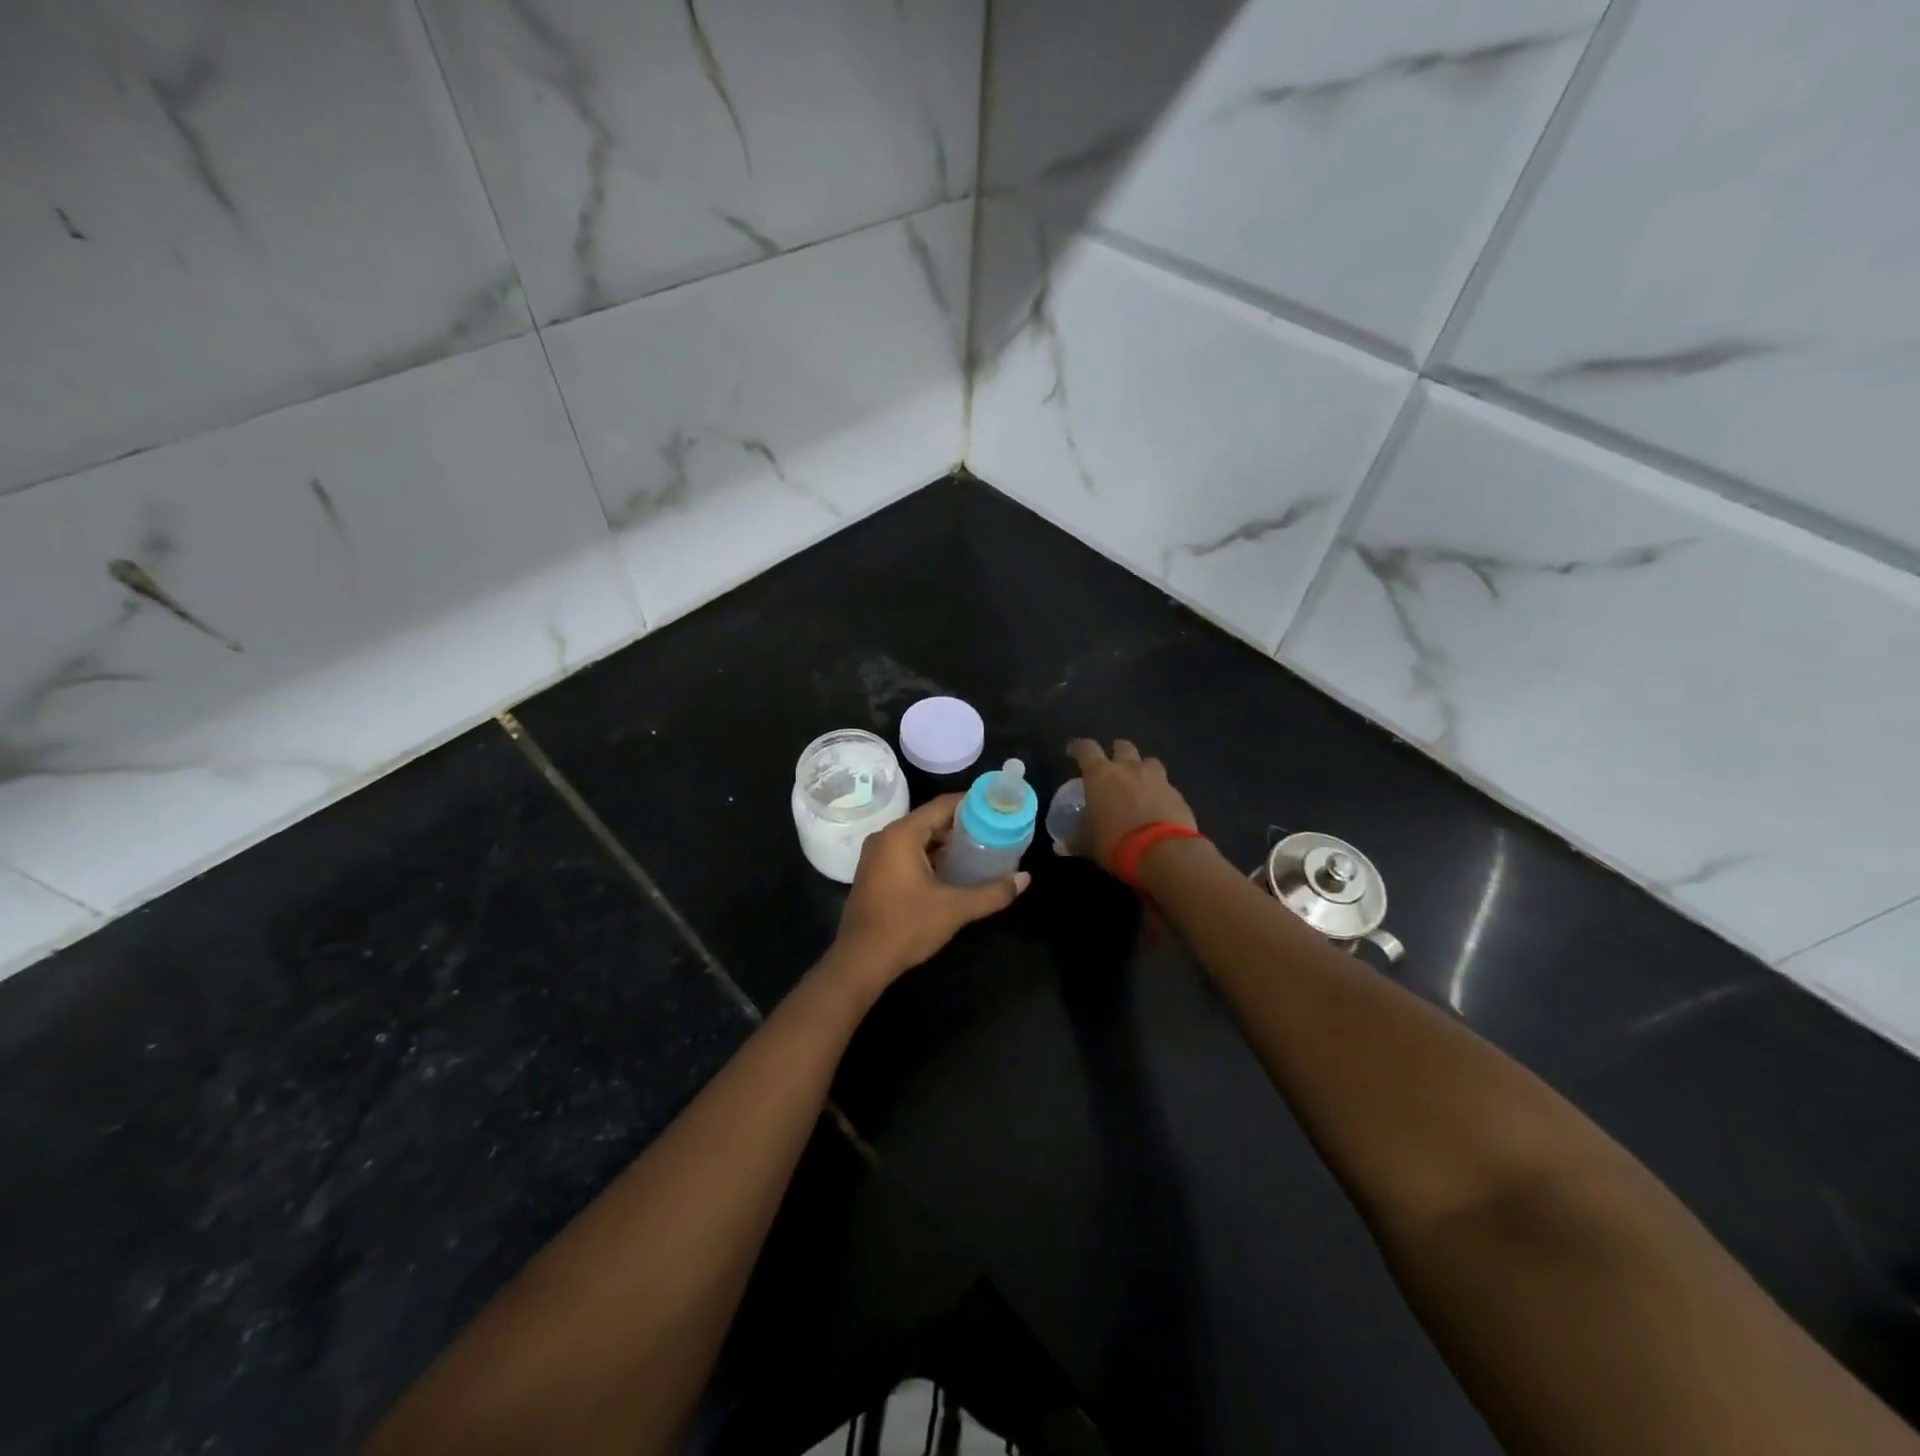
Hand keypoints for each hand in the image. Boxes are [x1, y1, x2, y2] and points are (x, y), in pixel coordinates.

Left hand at [828, 794, 1029, 992]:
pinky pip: (908, 852)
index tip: (998, 807)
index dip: (972, 803)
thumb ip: (992, 892)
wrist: (860, 961)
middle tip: (995, 829)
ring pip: (919, 837)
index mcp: (902, 834)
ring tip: (981, 847)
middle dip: (963, 825)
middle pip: (931, 819)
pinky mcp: (875, 873)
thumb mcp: (954, 908)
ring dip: (947, 842)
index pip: (942, 805)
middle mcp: (886, 837)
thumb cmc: (906, 926)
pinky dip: (931, 855)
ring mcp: (877, 855)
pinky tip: (954, 869)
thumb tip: (1024, 878)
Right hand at [1066, 739, 1199, 866]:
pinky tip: (1158, 808)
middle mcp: (1129, 768)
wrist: (1162, 852)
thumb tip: (1061, 845)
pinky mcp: (1177, 795)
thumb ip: (1075, 838)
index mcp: (1101, 774)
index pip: (1085, 749)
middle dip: (1116, 752)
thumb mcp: (1086, 843)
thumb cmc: (1114, 842)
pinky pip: (1166, 786)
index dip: (1077, 747)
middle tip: (1112, 767)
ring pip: (1149, 761)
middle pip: (1122, 746)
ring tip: (1139, 784)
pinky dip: (1160, 792)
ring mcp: (1157, 779)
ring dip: (1142, 769)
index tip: (1072, 751)